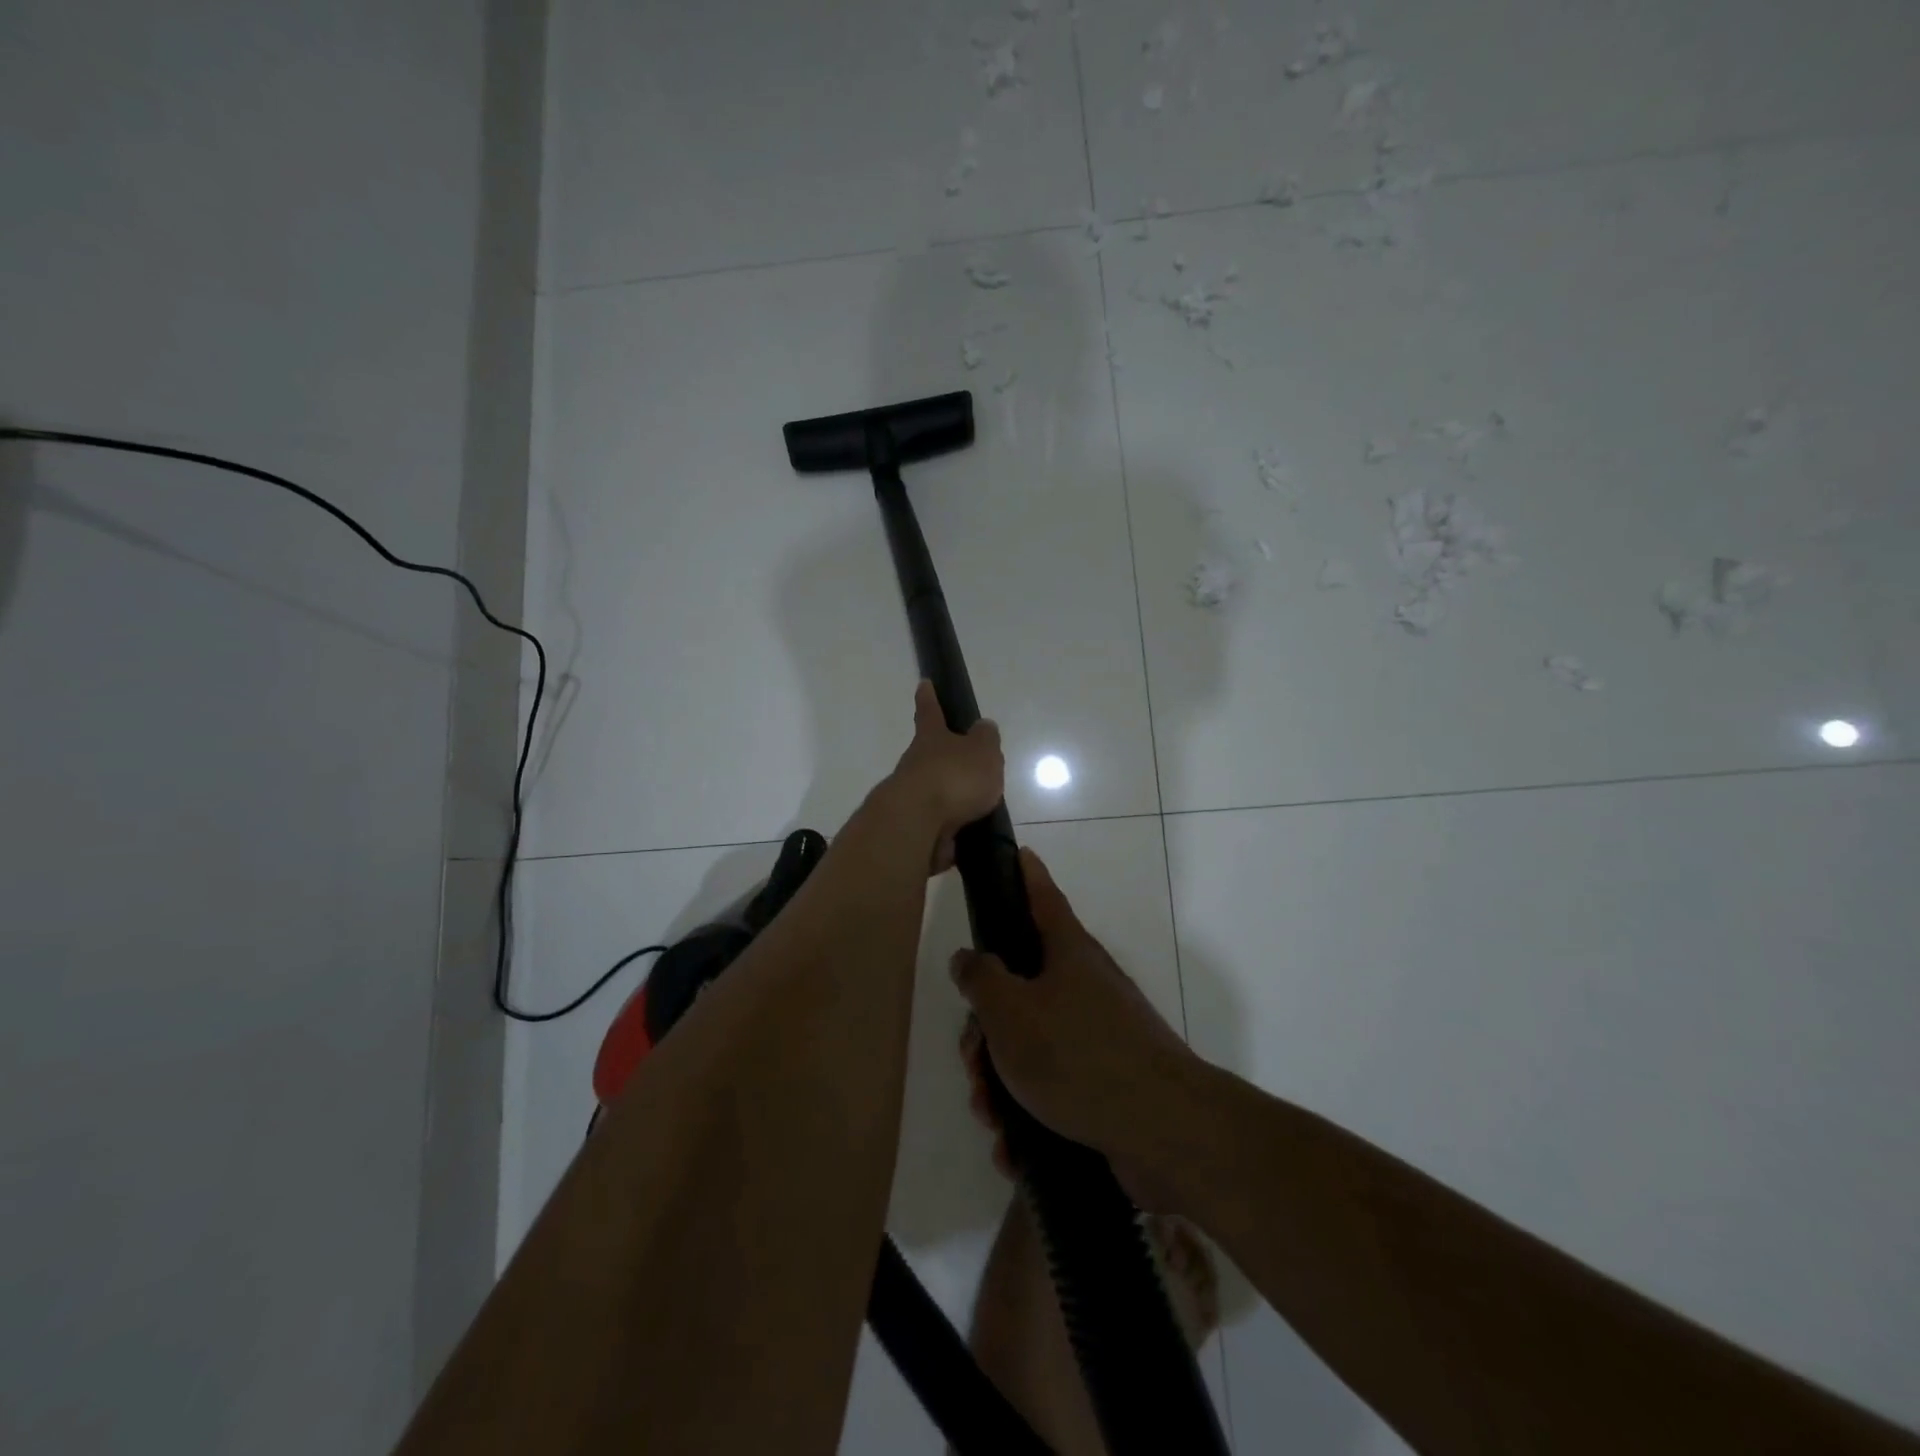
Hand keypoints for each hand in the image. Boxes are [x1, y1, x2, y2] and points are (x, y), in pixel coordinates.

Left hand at [886, 681, 1004, 873]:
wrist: (917, 824)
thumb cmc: (953, 777)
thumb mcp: (982, 751)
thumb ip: (986, 739)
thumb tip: (983, 727)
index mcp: (931, 738)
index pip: (930, 712)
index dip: (928, 698)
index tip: (923, 684)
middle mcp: (915, 764)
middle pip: (929, 755)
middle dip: (944, 758)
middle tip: (967, 765)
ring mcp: (911, 797)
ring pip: (933, 792)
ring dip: (950, 798)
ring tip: (978, 809)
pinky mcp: (913, 828)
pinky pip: (937, 826)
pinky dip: (950, 830)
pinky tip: (967, 839)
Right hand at [951, 848, 1202, 1209]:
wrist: (1164, 1131)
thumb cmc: (1078, 1055)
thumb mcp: (1011, 1011)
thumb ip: (981, 978)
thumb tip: (969, 957)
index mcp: (1068, 954)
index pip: (1042, 898)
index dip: (1026, 874)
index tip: (1019, 852)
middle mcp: (1085, 987)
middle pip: (1021, 989)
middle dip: (986, 1031)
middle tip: (973, 1063)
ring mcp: (1098, 1037)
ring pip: (1031, 1045)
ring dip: (1001, 1082)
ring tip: (993, 1120)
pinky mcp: (1105, 1085)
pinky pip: (1053, 1089)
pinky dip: (1029, 1116)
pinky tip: (1014, 1149)